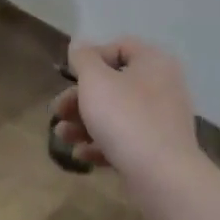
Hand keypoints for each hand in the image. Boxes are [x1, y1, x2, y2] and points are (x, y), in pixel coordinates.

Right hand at [50, 37, 200, 179]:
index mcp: (153, 63)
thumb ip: (83, 58)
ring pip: (115, 114)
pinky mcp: (158, 149)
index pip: (120, 47)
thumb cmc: (124, 116)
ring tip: (63, 136)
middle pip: (113, 84)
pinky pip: (125, 140)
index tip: (70, 76)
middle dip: (79, 98)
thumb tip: (81, 46)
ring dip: (84, 123)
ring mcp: (162, 120)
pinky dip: (101, 144)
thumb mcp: (95, 80)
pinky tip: (81, 155)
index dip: (91, 58)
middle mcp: (162, 87)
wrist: (161, 174)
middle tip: (58, 111)